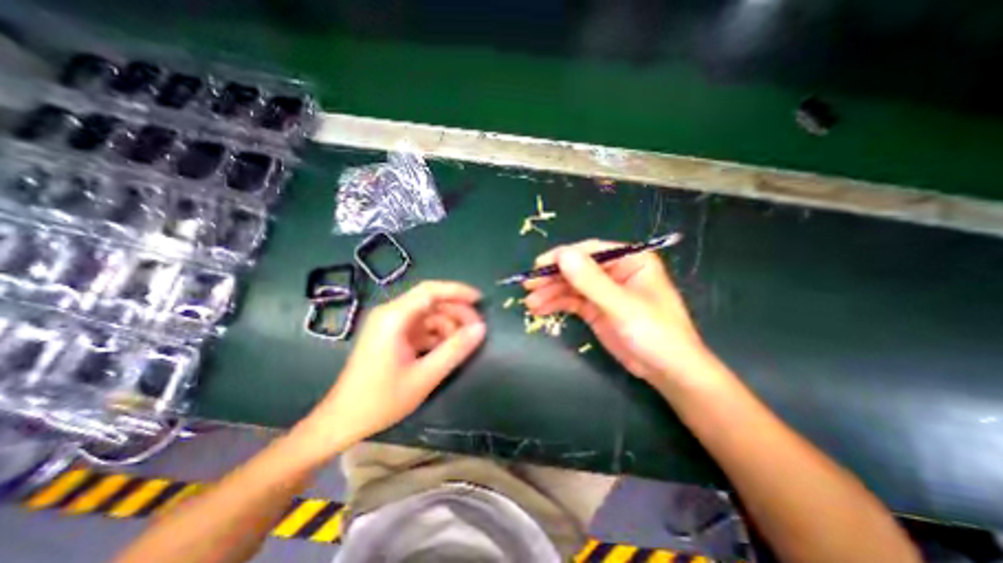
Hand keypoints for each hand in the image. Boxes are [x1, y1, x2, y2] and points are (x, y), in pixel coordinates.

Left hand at [306, 281, 486, 451]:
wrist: (343, 421)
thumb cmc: (382, 400)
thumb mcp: (425, 376)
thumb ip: (455, 350)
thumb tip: (481, 329)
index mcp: (394, 317)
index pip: (431, 291)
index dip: (458, 291)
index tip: (481, 300)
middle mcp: (391, 314)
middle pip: (431, 301)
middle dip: (456, 312)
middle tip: (476, 329)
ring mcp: (391, 324)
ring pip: (428, 315)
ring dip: (448, 325)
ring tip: (463, 344)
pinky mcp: (392, 335)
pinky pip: (421, 327)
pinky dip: (437, 334)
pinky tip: (446, 349)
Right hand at [527, 240, 712, 389]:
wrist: (667, 372)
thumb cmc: (655, 334)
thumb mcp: (622, 306)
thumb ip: (592, 281)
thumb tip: (562, 255)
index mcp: (630, 260)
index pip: (591, 250)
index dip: (563, 256)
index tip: (539, 266)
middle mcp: (615, 271)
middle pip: (577, 268)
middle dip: (552, 277)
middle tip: (528, 285)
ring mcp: (603, 291)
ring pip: (570, 285)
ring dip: (549, 293)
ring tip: (530, 304)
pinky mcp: (595, 309)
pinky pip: (571, 301)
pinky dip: (555, 304)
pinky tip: (539, 309)